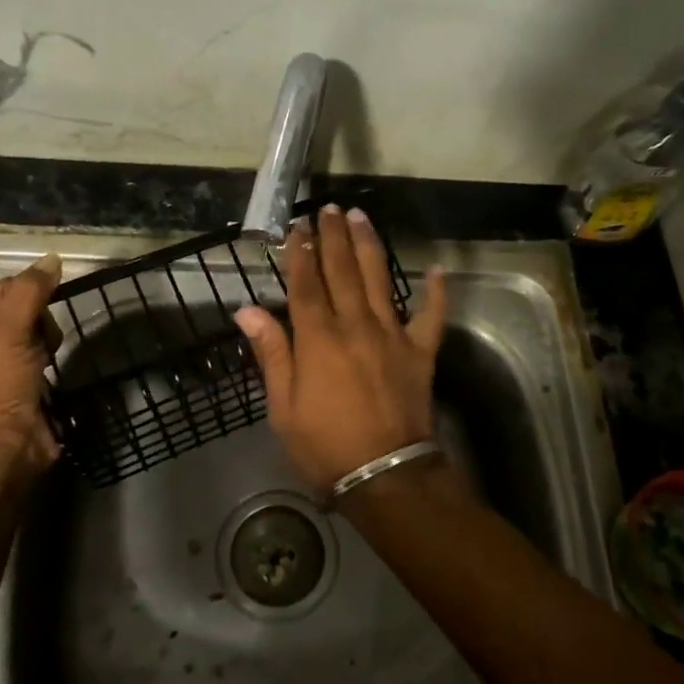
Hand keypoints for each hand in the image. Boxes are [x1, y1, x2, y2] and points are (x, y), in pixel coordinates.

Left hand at [0, 253, 63, 486]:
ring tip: (43, 362)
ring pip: (36, 332)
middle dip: (40, 321)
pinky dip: (49, 359)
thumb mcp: (7, 331)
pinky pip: (42, 355)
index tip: (46, 309)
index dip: (30, 293)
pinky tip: (48, 372)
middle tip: (39, 343)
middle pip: (22, 308)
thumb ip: (30, 291)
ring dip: (47, 341)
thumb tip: (53, 258)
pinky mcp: (20, 384)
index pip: (4, 287)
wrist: (2, 452)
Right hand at [234, 205, 447, 493]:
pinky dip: (436, 293)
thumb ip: (271, 353)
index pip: (306, 283)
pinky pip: (431, 316)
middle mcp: (355, 325)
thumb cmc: (325, 445)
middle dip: (333, 236)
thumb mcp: (283, 407)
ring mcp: (392, 335)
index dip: (299, 252)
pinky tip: (436, 270)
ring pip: (380, 279)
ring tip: (361, 217)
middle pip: (343, 270)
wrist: (384, 475)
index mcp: (318, 338)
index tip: (297, 226)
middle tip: (329, 209)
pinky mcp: (420, 351)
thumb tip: (246, 310)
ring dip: (369, 245)